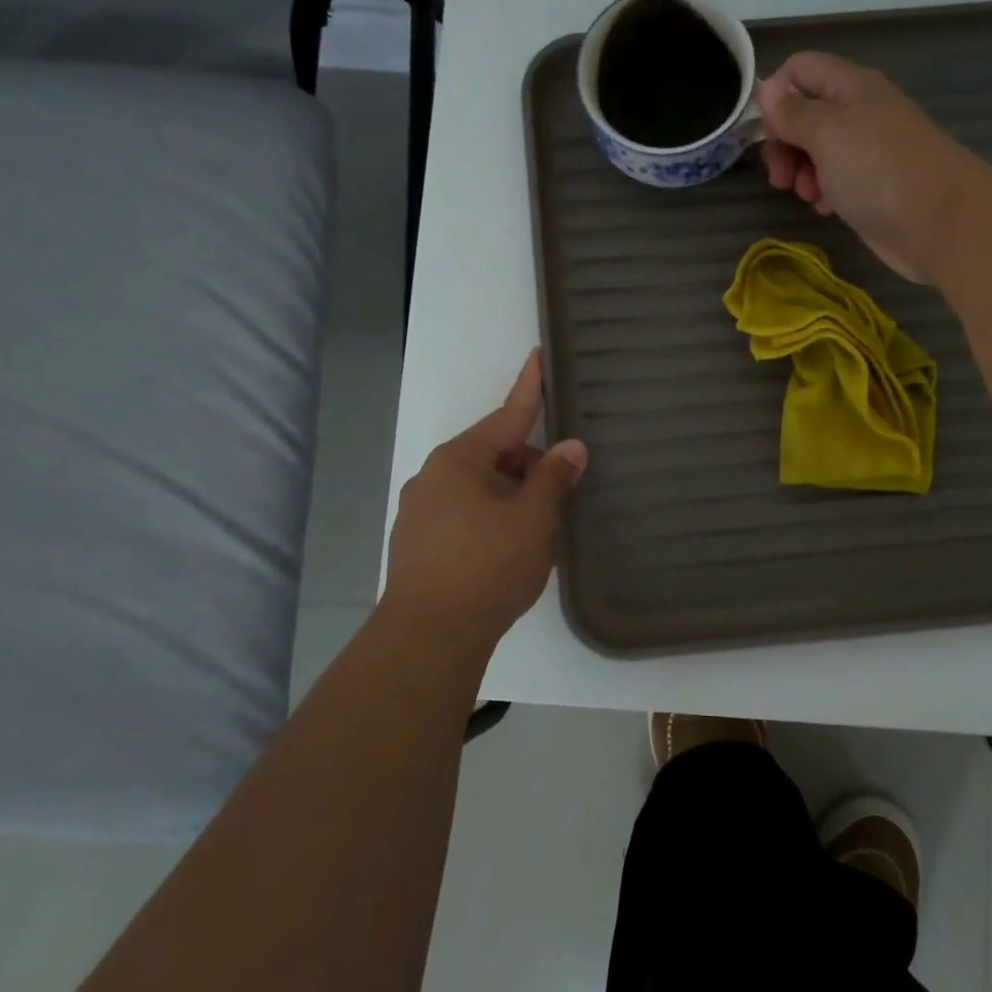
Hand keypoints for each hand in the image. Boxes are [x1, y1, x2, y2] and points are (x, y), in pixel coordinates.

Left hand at [381, 350, 588, 653]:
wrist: (430, 636)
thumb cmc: (488, 565)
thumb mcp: (533, 518)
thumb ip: (554, 478)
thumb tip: (571, 447)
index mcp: (460, 460)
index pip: (507, 416)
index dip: (529, 387)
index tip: (538, 355)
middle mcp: (434, 477)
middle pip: (495, 455)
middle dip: (531, 464)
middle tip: (565, 487)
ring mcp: (422, 512)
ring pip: (481, 488)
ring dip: (514, 495)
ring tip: (543, 526)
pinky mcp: (420, 544)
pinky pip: (467, 515)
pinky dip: (494, 518)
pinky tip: (512, 549)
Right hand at [757, 52, 991, 282]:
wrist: (941, 224)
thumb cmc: (880, 171)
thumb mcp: (828, 134)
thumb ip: (794, 112)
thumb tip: (769, 89)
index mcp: (851, 87)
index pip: (801, 69)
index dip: (775, 94)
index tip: (765, 132)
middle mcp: (860, 113)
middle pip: (806, 114)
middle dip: (785, 143)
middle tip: (779, 176)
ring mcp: (868, 152)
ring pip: (817, 151)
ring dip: (802, 171)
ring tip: (807, 195)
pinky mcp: (872, 188)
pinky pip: (835, 181)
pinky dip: (824, 192)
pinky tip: (826, 208)